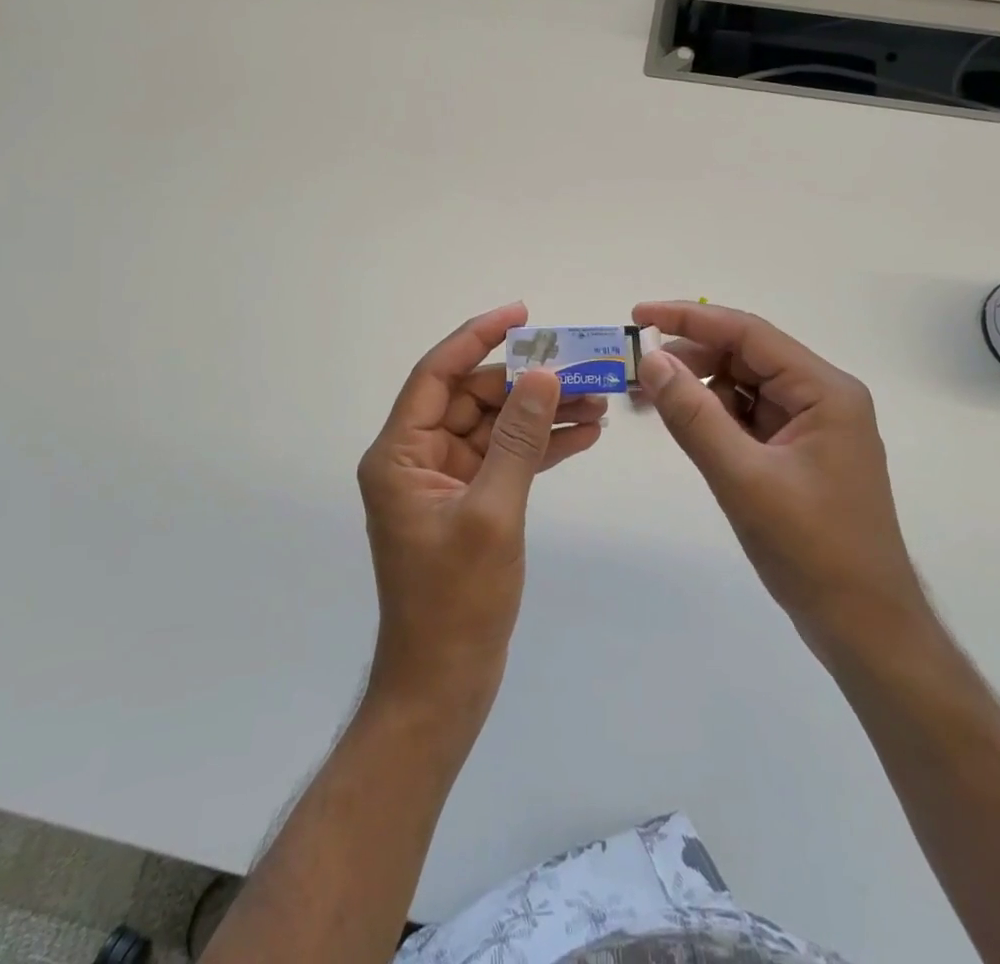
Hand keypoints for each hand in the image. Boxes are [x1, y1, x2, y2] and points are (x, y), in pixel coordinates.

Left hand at [358, 303, 604, 717]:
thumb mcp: (492, 512)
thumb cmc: (457, 602)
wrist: (444, 685)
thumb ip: (518, 439)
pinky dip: (539, 446)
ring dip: (540, 413)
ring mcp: (445, 481)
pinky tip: (583, 434)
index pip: (437, 375)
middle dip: (526, 382)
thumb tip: (543, 374)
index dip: (477, 337)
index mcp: (400, 453)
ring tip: (598, 399)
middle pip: (472, 398)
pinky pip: (505, 459)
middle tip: (582, 367)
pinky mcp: (470, 502)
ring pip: (495, 427)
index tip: (522, 314)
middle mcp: (417, 458)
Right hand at [632, 301, 928, 660]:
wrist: (864, 628)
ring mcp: (811, 426)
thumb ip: (693, 415)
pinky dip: (712, 416)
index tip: (639, 316)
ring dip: (697, 388)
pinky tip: (681, 423)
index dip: (690, 319)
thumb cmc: (812, 550)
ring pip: (743, 387)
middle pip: (745, 357)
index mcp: (824, 391)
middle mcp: (821, 397)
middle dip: (689, 358)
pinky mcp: (798, 453)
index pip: (749, 333)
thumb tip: (651, 360)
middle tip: (635, 370)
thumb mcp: (743, 478)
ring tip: (647, 399)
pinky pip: (747, 418)